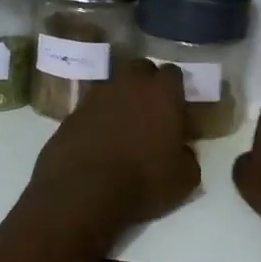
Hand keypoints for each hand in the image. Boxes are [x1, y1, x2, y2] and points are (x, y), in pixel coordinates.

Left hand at [28, 59, 201, 228]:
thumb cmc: (144, 181)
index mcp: (162, 92)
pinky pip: (91, 108)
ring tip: (124, 125)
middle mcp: (129, 84)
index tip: (177, 107)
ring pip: (114, 85)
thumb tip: (182, 152)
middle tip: (151, 109)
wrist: (84, 192)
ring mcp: (97, 95)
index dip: (176, 89)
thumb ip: (188, 156)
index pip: (174, 73)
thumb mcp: (184, 178)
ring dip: (120, 98)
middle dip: (147, 83)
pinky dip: (98, 117)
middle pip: (141, 69)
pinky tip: (100, 140)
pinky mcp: (72, 112)